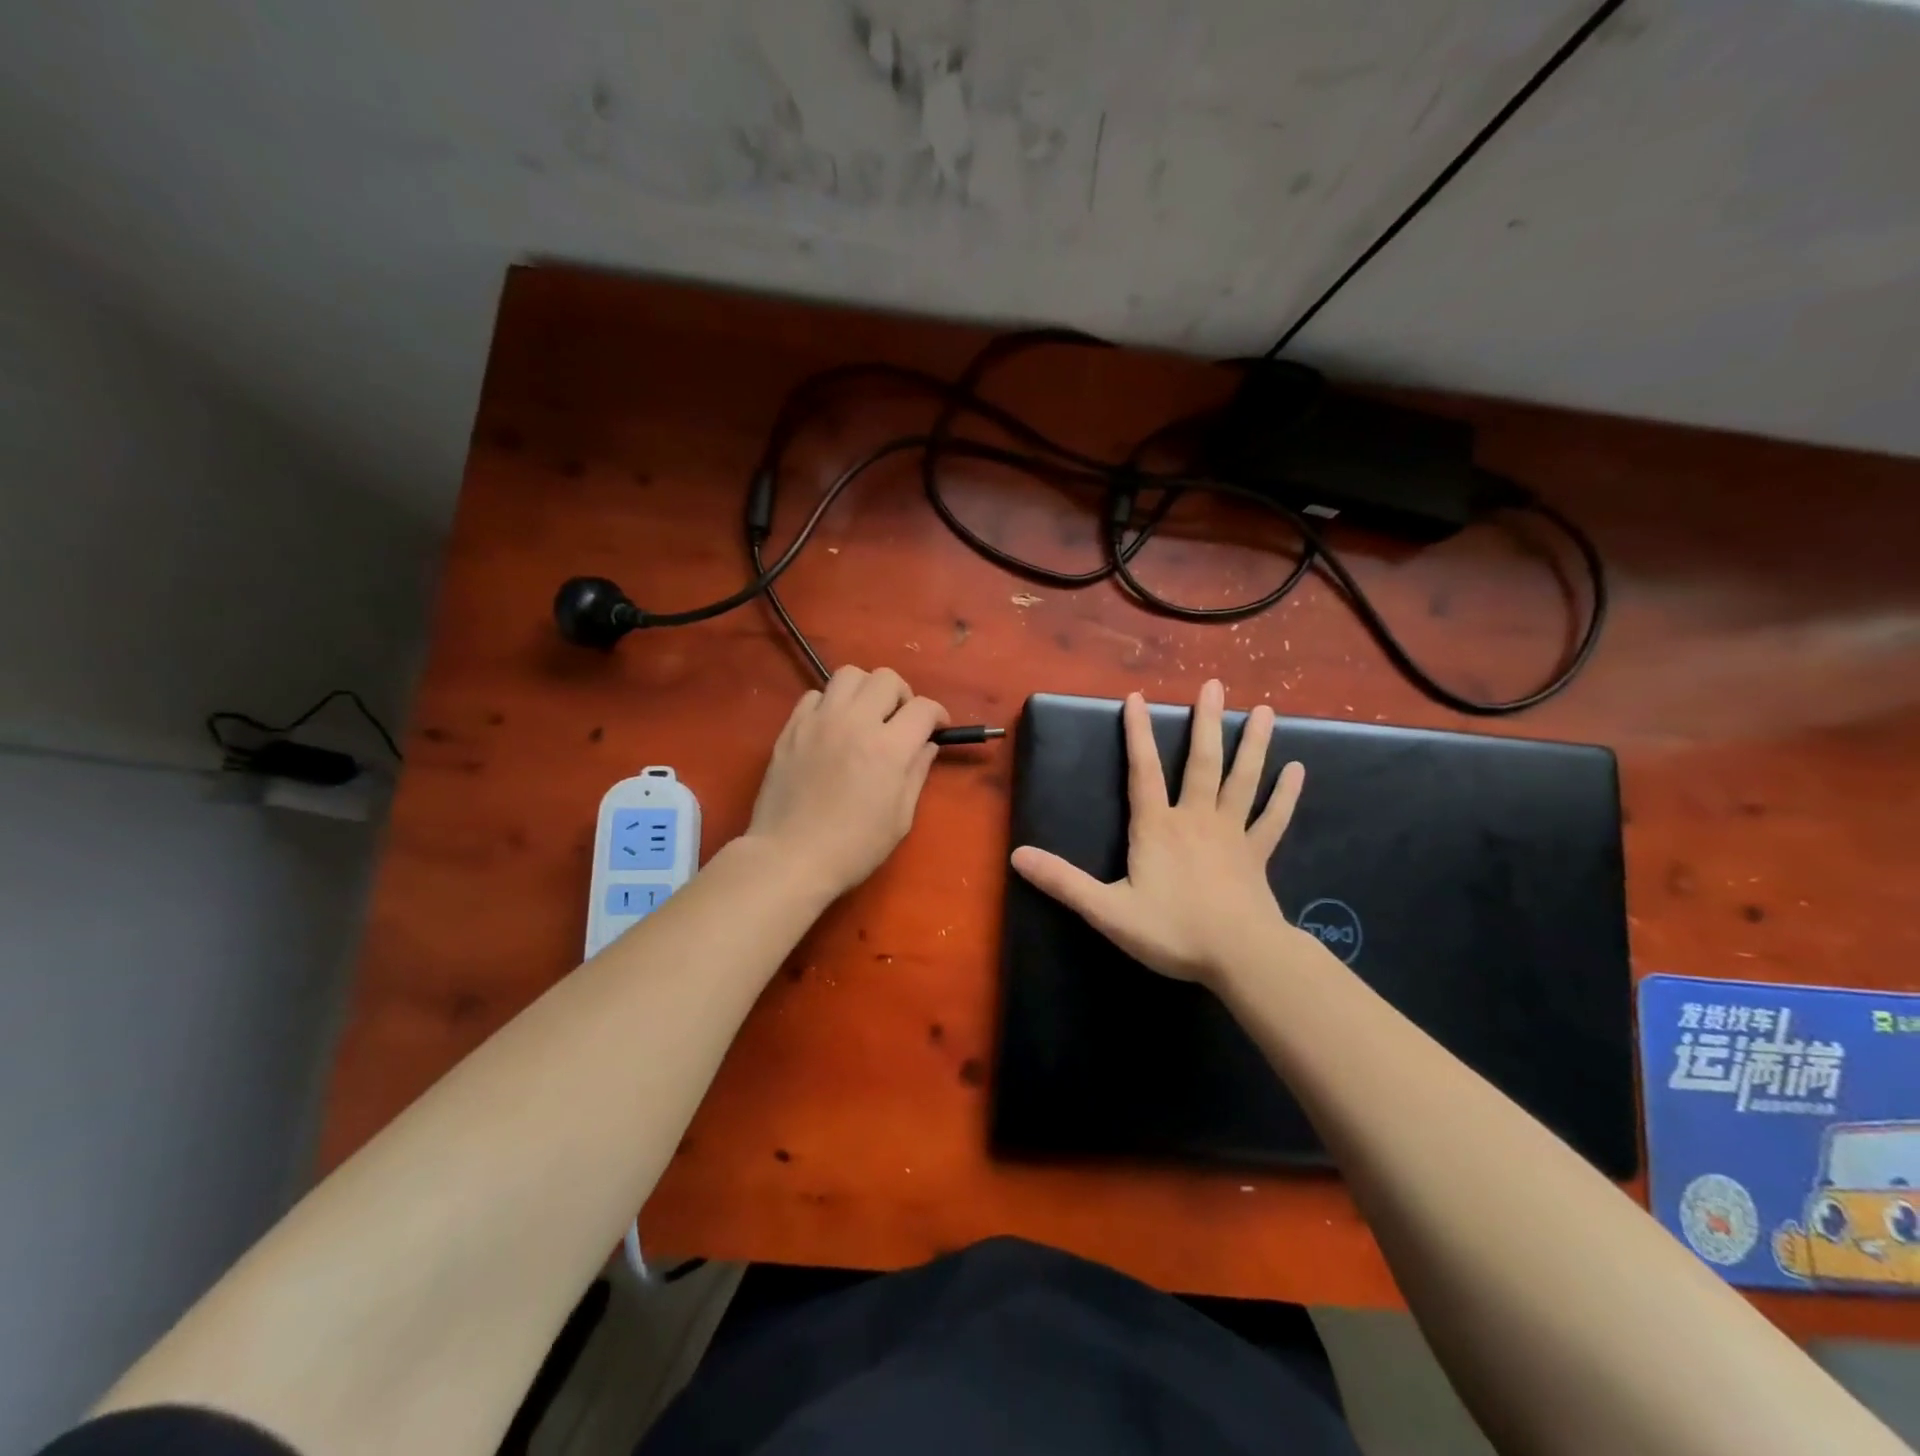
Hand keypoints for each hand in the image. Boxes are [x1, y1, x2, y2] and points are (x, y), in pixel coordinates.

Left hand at [744, 666, 949, 902]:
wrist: (790, 857)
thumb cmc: (853, 848)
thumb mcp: (900, 818)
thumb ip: (916, 773)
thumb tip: (926, 746)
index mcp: (888, 748)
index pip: (923, 707)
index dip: (937, 715)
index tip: (937, 728)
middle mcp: (855, 722)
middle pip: (886, 678)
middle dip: (902, 695)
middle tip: (900, 721)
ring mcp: (819, 721)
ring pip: (849, 674)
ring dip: (865, 689)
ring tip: (865, 715)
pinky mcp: (791, 728)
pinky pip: (815, 694)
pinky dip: (831, 703)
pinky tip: (832, 727)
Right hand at [1011, 680, 1306, 986]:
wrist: (1240, 956)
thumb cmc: (1172, 931)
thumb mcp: (1107, 910)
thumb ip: (1063, 881)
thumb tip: (1017, 856)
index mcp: (1157, 827)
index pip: (1142, 771)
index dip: (1137, 734)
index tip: (1136, 697)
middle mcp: (1195, 818)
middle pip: (1201, 762)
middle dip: (1206, 722)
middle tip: (1215, 685)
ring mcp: (1231, 834)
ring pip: (1242, 780)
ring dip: (1253, 744)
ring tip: (1266, 710)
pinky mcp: (1257, 854)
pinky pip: (1273, 818)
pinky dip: (1285, 795)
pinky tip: (1298, 770)